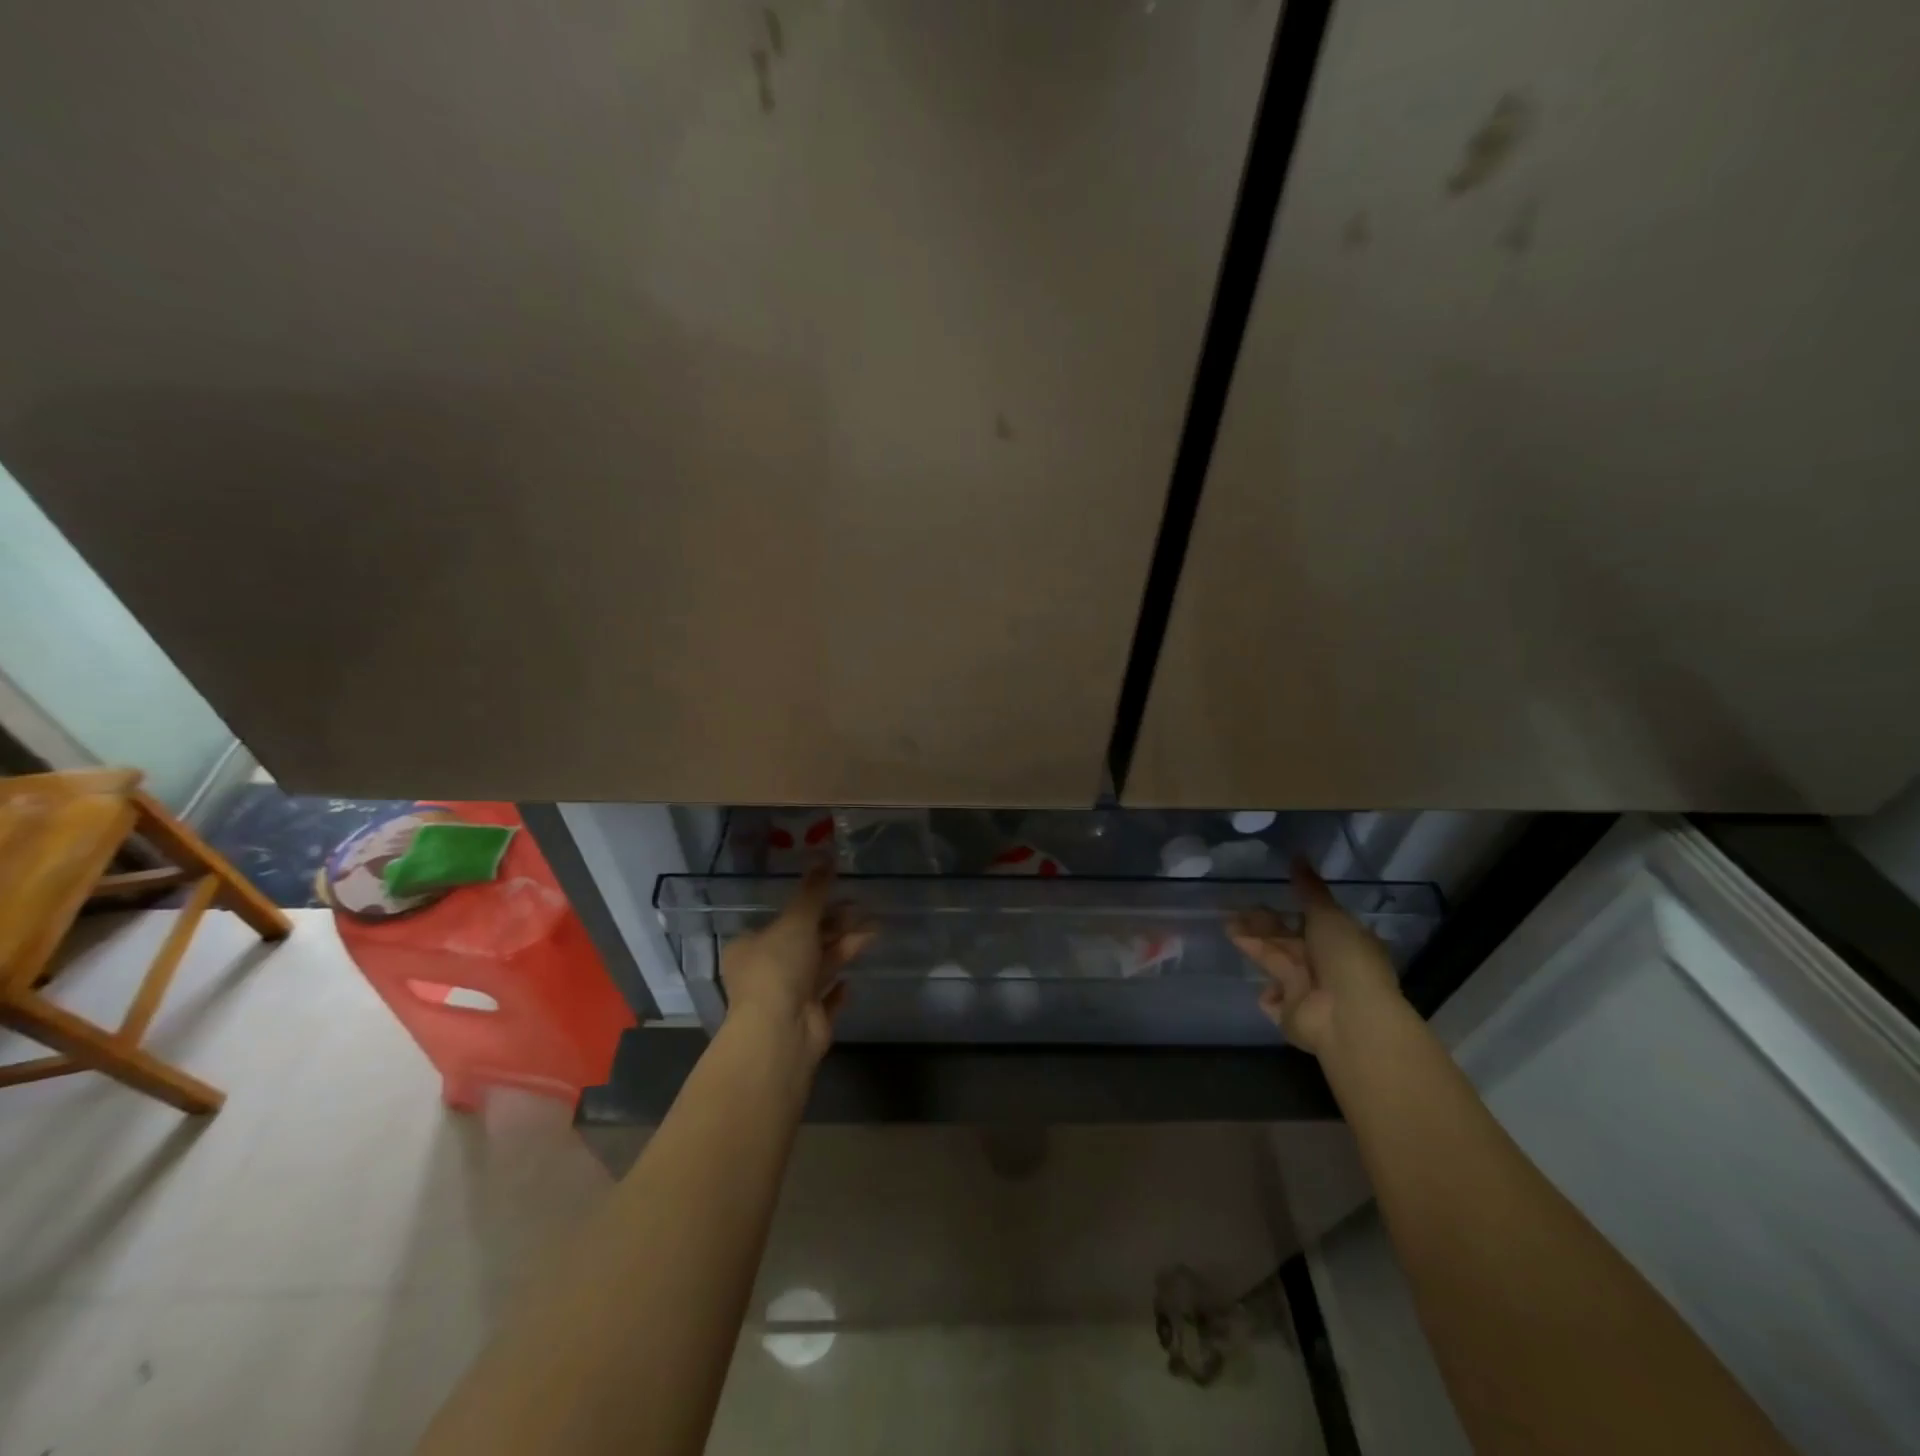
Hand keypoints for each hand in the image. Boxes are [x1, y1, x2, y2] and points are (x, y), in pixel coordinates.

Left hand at [720, 867, 873, 1062]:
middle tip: (863, 908)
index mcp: (750, 947)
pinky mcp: (808, 1020)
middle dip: (835, 925)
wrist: (781, 1032)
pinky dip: (839, 988)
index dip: (810, 906)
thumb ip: (814, 891)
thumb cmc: (779, 968)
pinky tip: (853, 980)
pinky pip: (826, 999)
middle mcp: (765, 972)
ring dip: (845, 948)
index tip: (836, 893)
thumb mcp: (796, 921)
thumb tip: (825, 853)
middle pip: (805, 942)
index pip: (781, 921)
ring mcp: (787, 998)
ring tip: (875, 929)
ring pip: (820, 966)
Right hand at [1229, 858, 1403, 1057]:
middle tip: (1233, 909)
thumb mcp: (1328, 916)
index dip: (1288, 908)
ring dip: (1253, 946)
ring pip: (1275, 962)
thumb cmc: (1344, 959)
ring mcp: (1308, 992)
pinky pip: (1274, 1000)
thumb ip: (1309, 890)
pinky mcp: (1291, 1015)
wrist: (1348, 1017)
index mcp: (1340, 941)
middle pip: (1287, 941)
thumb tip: (1298, 856)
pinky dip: (1267, 993)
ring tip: (1227, 927)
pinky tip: (1261, 984)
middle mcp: (1325, 965)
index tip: (1263, 893)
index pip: (1310, 921)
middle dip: (1261, 926)